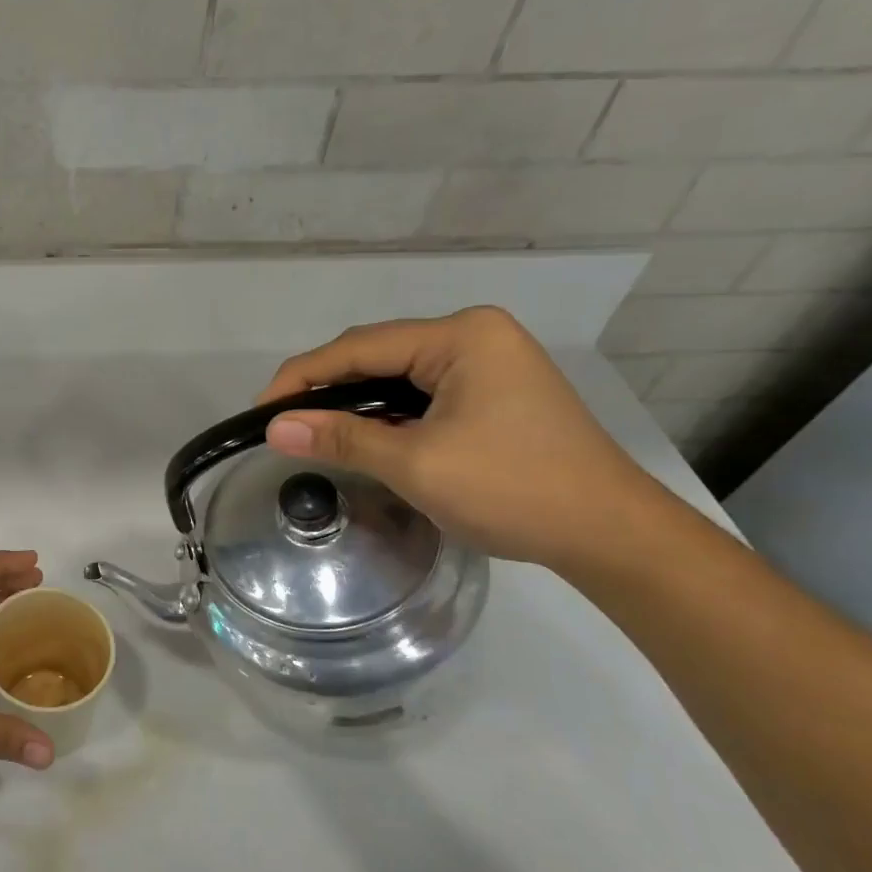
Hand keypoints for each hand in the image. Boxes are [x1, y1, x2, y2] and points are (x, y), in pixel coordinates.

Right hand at [257, 306, 660, 571]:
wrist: (610, 535)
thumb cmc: (513, 490)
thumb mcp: (416, 464)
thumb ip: (342, 438)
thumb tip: (273, 429)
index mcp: (462, 336)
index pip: (359, 347)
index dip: (302, 377)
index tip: (260, 411)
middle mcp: (475, 336)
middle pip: (376, 354)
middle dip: (326, 388)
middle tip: (282, 424)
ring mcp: (488, 362)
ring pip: (396, 376)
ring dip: (355, 403)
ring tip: (313, 431)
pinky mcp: (493, 392)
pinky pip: (421, 393)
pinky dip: (387, 414)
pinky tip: (364, 436)